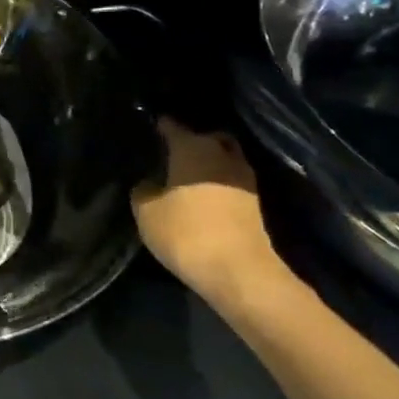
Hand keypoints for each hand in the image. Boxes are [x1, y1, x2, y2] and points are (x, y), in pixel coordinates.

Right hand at [130, 121, 292, 312]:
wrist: (239, 272)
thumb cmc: (186, 233)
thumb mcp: (146, 212)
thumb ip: (143, 190)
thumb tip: (149, 183)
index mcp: (192, 147)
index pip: (172, 126)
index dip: (159, 126)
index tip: (149, 130)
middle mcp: (221, 154)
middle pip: (207, 137)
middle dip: (191, 141)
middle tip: (171, 154)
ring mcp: (244, 178)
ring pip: (224, 158)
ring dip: (209, 163)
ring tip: (187, 177)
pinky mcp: (255, 203)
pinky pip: (232, 181)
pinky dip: (219, 184)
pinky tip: (203, 196)